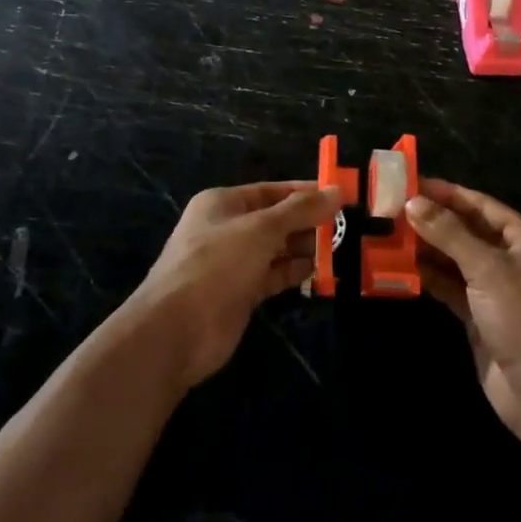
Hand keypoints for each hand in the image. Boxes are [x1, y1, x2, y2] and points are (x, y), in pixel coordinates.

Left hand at [129, 183, 340, 388]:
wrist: (176, 331)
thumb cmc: (217, 265)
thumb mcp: (262, 229)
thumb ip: (300, 210)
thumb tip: (337, 190)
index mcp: (223, 203)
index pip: (271, 191)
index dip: (304, 192)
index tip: (339, 196)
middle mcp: (227, 229)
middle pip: (275, 219)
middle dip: (307, 222)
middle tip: (344, 226)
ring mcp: (232, 263)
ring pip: (276, 249)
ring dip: (304, 248)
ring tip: (339, 248)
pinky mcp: (239, 293)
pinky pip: (272, 275)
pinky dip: (294, 272)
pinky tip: (320, 271)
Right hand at [407, 180, 520, 442]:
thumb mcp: (487, 268)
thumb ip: (449, 233)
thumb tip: (413, 202)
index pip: (481, 205)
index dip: (447, 194)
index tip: (411, 183)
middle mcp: (513, 260)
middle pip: (467, 231)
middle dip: (432, 221)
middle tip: (392, 209)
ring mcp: (497, 291)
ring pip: (456, 260)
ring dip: (427, 249)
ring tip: (389, 234)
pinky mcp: (481, 318)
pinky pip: (452, 288)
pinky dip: (430, 278)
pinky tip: (401, 268)